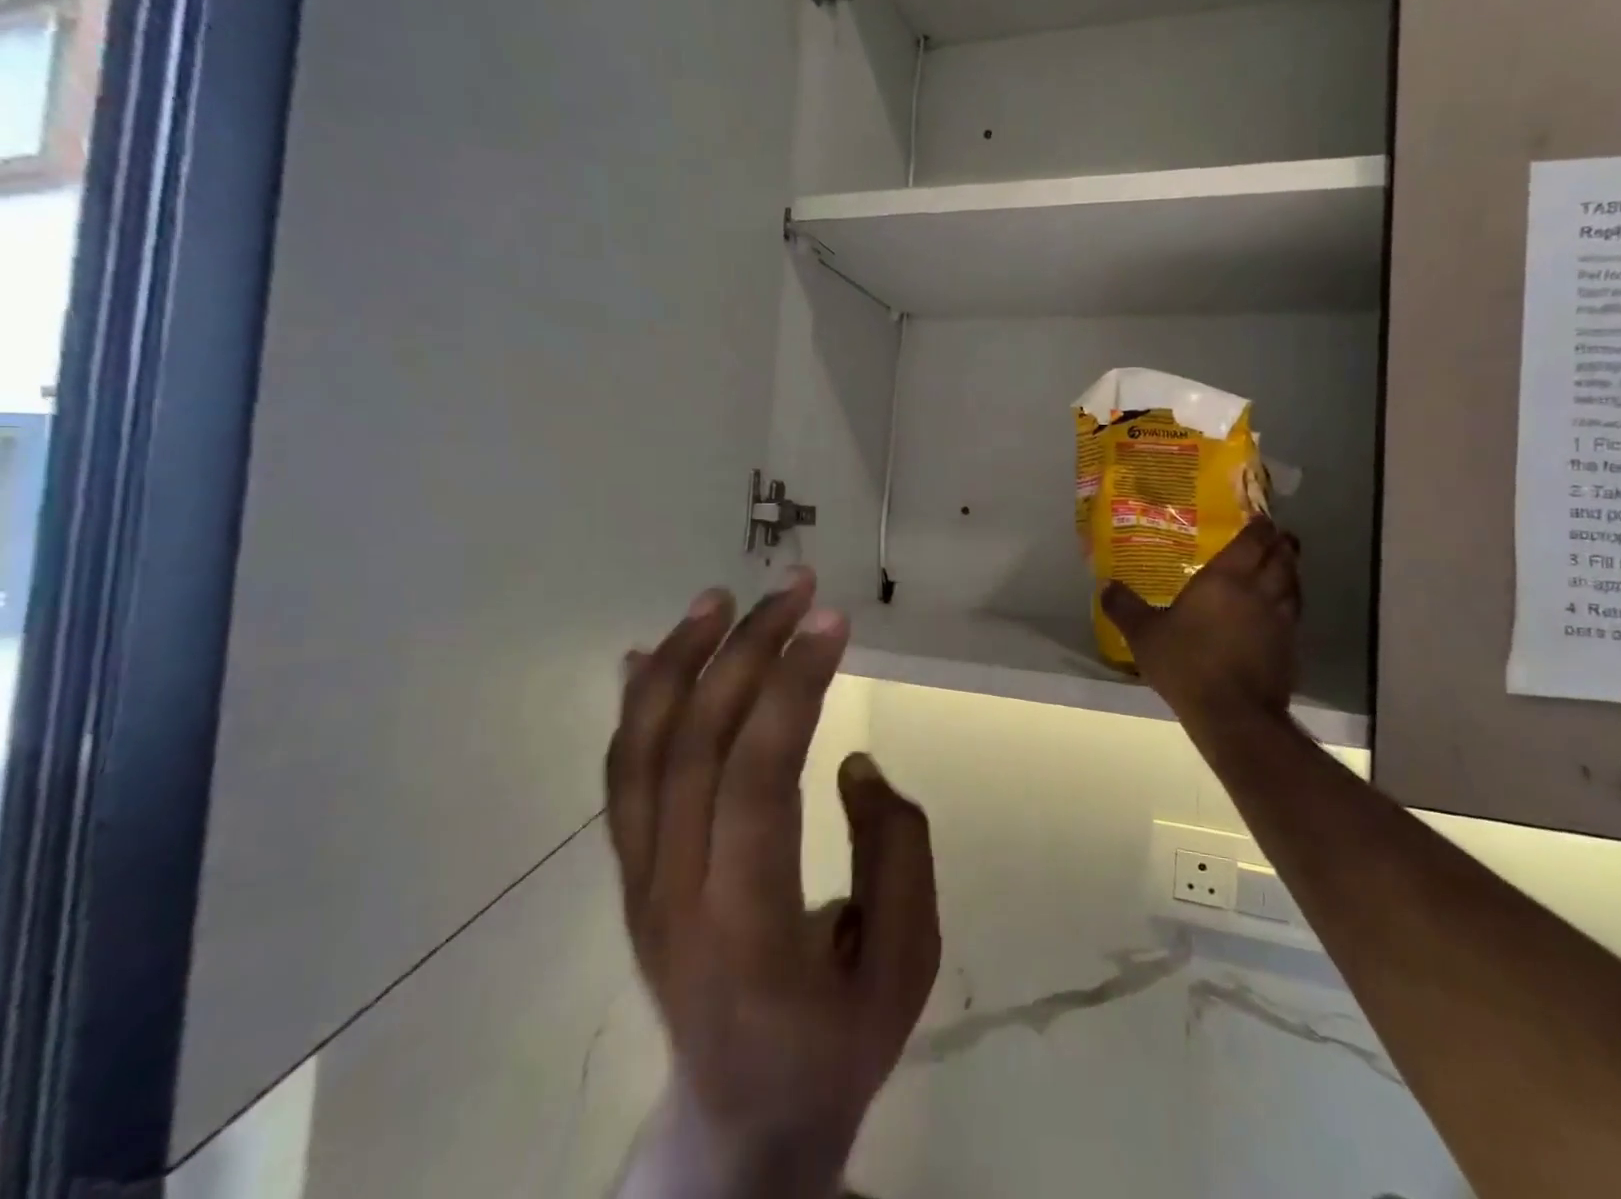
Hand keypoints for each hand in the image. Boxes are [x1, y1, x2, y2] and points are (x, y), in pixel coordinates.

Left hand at [607, 570, 939, 1196]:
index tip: (833, 621)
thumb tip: (852, 763)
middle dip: (747, 649)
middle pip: (695, 744)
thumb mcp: (906, 963)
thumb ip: (897, 852)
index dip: (793, 687)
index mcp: (748, 926)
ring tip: (722, 596)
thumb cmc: (836, 1044)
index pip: (756, 778)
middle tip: (797, 587)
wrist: (739, 1125)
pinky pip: (622, 776)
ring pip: (643, 750)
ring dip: (681, 660)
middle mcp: (673, 895)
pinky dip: (636, 704)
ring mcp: (640, 883)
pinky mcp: (631, 876)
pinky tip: (653, 651)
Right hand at [1100, 518, 1302, 752]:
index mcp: (1226, 579)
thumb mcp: (1144, 635)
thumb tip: (1106, 585)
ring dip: (1290, 572)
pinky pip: (1294, 615)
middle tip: (1276, 537)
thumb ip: (1125, 608)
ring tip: (1282, 568)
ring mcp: (1280, 620)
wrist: (1233, 713)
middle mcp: (1259, 591)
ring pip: (1294, 585)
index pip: (1252, 541)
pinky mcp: (1290, 648)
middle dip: (1281, 544)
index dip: (1259, 527)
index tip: (1260, 518)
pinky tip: (1277, 614)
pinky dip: (1289, 605)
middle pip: (1282, 558)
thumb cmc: (1186, 663)